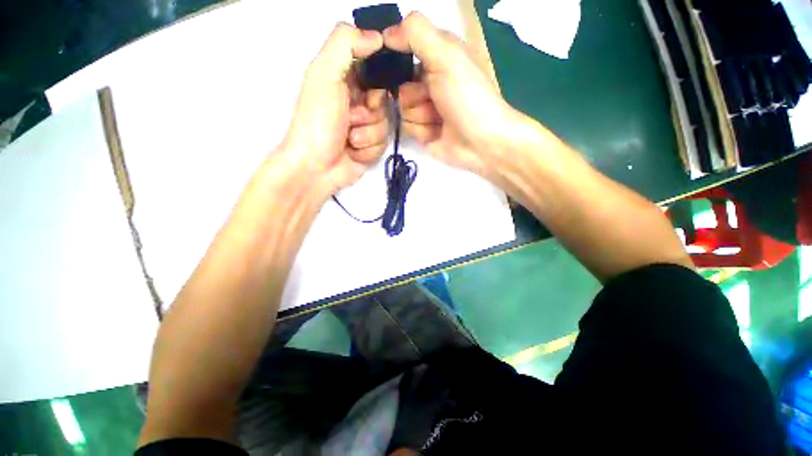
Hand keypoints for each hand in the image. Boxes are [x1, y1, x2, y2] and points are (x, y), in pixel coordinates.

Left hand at [282, 23, 389, 193]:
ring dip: (368, 134)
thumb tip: (378, 35)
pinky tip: (354, 152)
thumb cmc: (318, 121)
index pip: (375, 68)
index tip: (371, 91)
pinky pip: (383, 144)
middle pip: (385, 99)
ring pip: (386, 124)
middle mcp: (356, 100)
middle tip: (352, 118)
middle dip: (371, 112)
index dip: (379, 79)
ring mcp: (364, 126)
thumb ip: (346, 44)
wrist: (316, 167)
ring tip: (349, 139)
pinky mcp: (370, 147)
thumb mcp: (324, 74)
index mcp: (344, 78)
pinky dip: (368, 149)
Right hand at [382, 12, 521, 176]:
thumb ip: (417, 34)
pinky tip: (437, 133)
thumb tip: (386, 33)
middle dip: (413, 95)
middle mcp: (429, 82)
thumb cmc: (468, 98)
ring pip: (402, 110)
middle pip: (399, 86)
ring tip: (439, 119)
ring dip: (420, 116)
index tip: (398, 70)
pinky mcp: (424, 131)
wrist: (482, 143)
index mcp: (437, 57)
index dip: (396, 61)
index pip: (402, 52)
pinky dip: (422, 131)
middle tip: (432, 100)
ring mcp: (426, 109)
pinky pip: (408, 128)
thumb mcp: (447, 57)